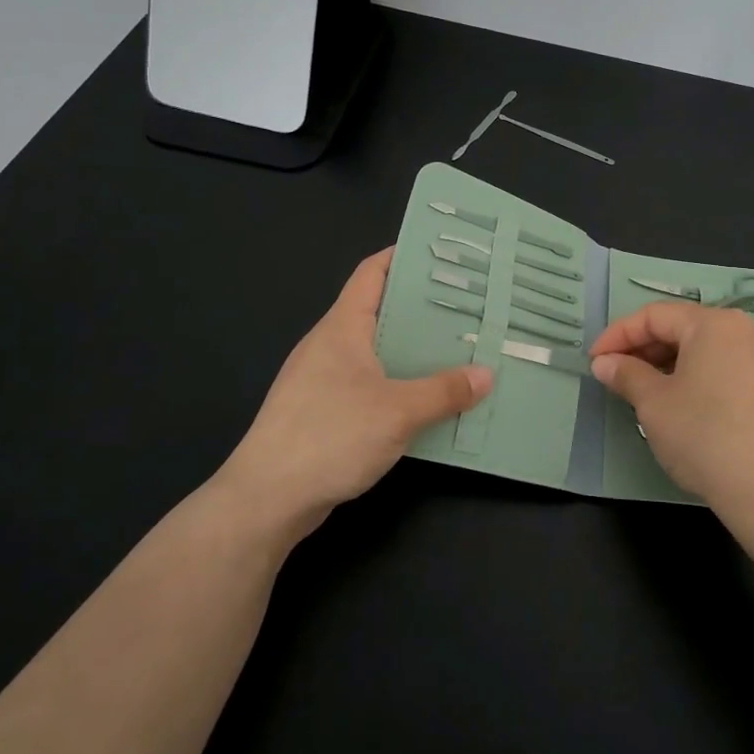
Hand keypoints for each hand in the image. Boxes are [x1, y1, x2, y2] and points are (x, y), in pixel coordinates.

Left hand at [215, 248, 491, 539]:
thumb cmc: (329, 436)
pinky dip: (399, 384)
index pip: (372, 273)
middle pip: (379, 310)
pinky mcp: (323, 412)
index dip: (403, 257)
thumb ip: (444, 392)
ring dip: (413, 350)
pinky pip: (370, 384)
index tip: (443, 255)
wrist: (267, 499)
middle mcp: (330, 346)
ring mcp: (323, 380)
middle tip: (469, 307)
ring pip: (376, 351)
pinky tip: (427, 400)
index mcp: (342, 328)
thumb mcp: (398, 412)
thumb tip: (486, 375)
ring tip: (458, 351)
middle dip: (421, 307)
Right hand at [590, 302, 753, 527]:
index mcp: (714, 323)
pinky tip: (685, 403)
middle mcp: (747, 329)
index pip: (654, 315)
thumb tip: (605, 363)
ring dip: (670, 363)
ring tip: (646, 391)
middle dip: (645, 349)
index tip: (594, 361)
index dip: (618, 335)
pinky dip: (700, 376)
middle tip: (616, 376)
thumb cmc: (705, 437)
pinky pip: (729, 367)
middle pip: (684, 327)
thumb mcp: (653, 404)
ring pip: (707, 349)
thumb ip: (626, 374)